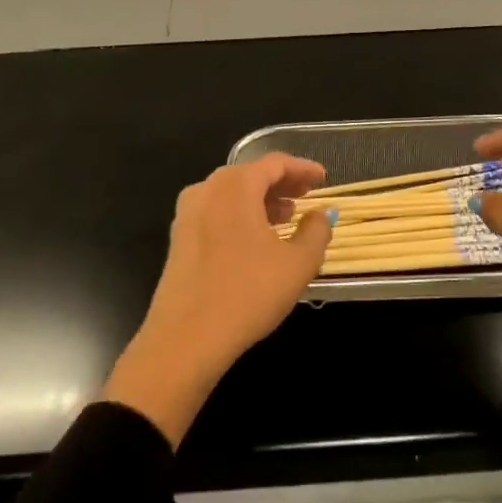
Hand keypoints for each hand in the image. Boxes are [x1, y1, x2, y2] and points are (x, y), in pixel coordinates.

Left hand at [103, 153, 332, 445]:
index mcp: (236, 187)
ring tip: (285, 217)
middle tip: (306, 195)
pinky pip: (215, 212)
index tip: (323, 178)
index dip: (302, 168)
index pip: (274, 163)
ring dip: (260, 200)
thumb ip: (316, 231)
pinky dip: (239, 214)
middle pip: (250, 174)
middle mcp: (207, 190)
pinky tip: (255, 239)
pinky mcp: (178, 238)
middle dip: (281, 182)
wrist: (186, 338)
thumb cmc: (248, 294)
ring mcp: (187, 214)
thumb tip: (322, 214)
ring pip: (230, 193)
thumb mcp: (297, 264)